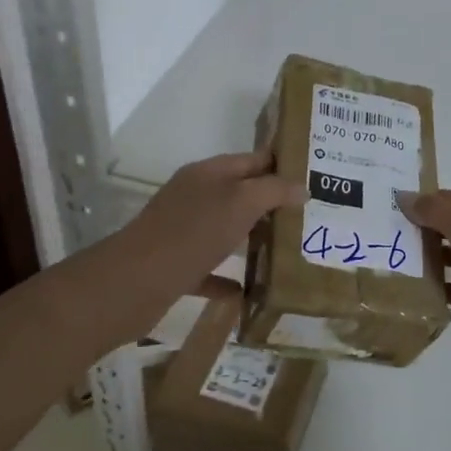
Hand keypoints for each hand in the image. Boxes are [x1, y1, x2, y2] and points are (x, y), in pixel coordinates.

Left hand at [116, 150, 304, 304]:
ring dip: (251, 237)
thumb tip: (302, 187)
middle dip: (271, 202)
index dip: (282, 164)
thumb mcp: (242, 202)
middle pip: (239, 193)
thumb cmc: (193, 232)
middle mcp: (194, 196)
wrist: (135, 282)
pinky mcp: (175, 266)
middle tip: (309, 215)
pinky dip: (227, 278)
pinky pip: (208, 269)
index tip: (315, 176)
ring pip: (224, 229)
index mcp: (208, 173)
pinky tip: (249, 291)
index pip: (252, 159)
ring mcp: (182, 231)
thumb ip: (274, 191)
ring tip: (287, 249)